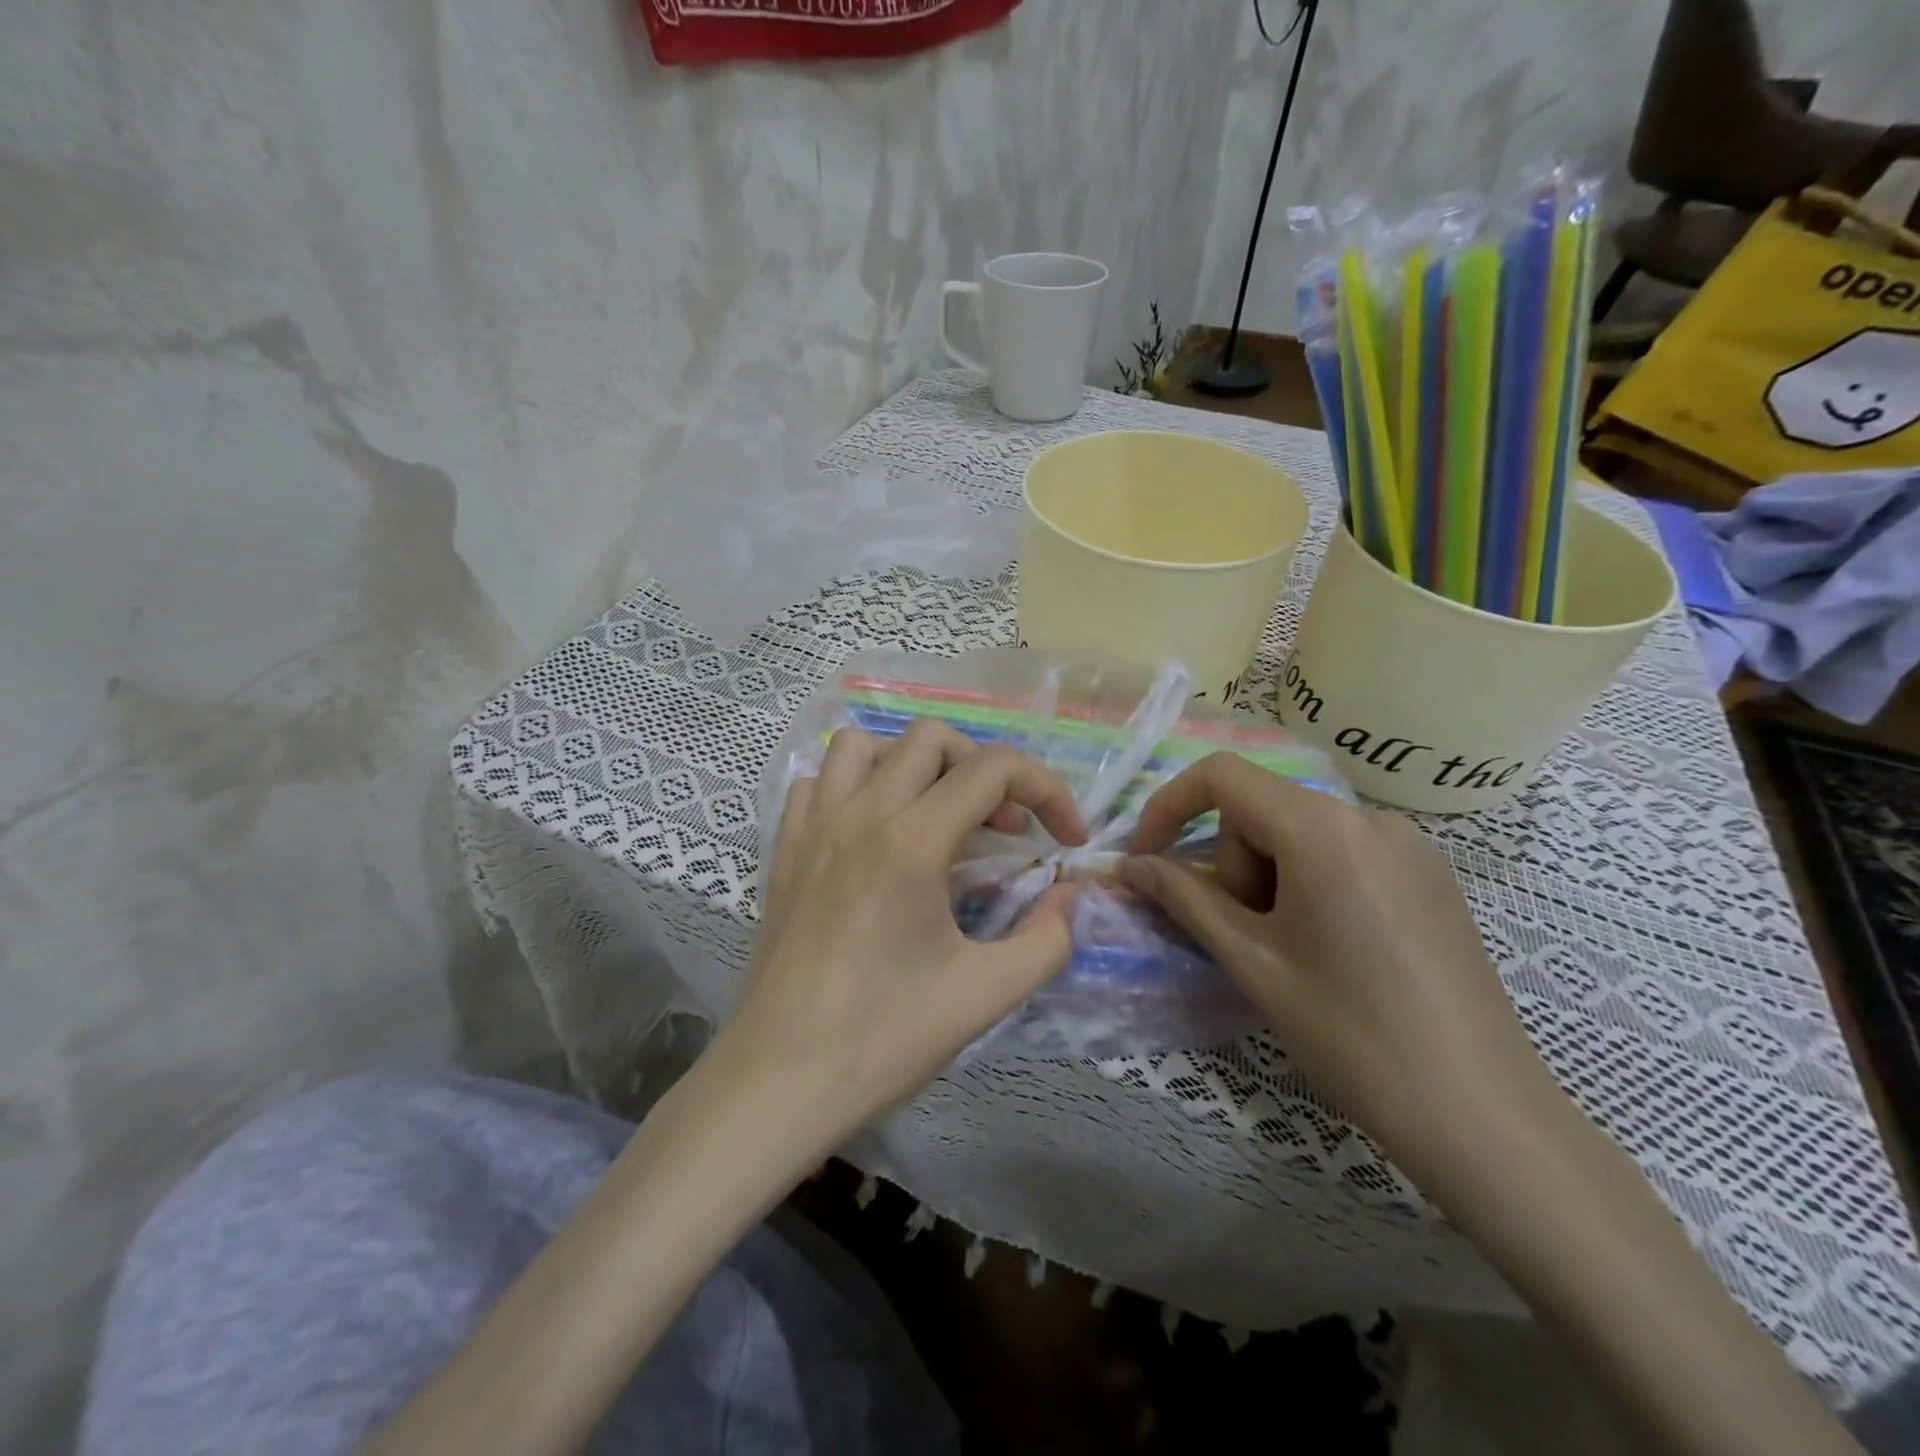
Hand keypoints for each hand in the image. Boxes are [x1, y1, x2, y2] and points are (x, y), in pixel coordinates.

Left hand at [712, 720, 1086, 1157]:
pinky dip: (857, 786)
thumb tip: (1070, 895)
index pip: (993, 768)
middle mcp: (859, 815)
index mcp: (912, 842)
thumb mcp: (986, 994)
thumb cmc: (883, 1039)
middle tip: (1004, 830)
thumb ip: (1048, 938)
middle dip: (985, 769)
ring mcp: (813, 827)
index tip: (1066, 839)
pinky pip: (820, 782)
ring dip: (914, 764)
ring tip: (939, 815)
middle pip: (932, 738)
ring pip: (865, 745)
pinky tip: (875, 832)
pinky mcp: (784, 850)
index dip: (1046, 790)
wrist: (778, 1082)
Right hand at [1124, 752, 1554, 1172]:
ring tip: (1290, 951)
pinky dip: (1308, 883)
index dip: (1169, 807)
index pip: (1222, 777)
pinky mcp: (1428, 875)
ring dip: (1269, 878)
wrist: (1482, 1115)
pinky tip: (1329, 948)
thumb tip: (1131, 866)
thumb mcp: (1251, 960)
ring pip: (1299, 834)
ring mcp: (1407, 845)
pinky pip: (1340, 853)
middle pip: (1261, 811)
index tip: (1147, 860)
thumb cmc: (1351, 1034)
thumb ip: (1184, 898)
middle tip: (1246, 938)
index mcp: (1323, 829)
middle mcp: (1369, 818)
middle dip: (1234, 866)